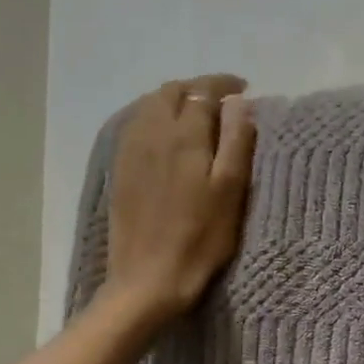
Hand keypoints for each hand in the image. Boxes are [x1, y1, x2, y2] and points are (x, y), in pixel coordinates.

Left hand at [103, 75, 255, 321]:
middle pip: (171, 92)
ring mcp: (131, 151)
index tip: (243, 88)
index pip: (202, 92)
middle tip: (222, 100)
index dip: (223, 85)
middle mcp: (152, 133)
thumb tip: (238, 103)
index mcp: (184, 136)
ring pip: (150, 106)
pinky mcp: (120, 170)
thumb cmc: (201, 237)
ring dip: (175, 100)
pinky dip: (155, 116)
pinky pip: (136, 125)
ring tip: (197, 113)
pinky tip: (167, 134)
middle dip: (198, 88)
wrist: (149, 278)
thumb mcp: (232, 190)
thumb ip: (236, 140)